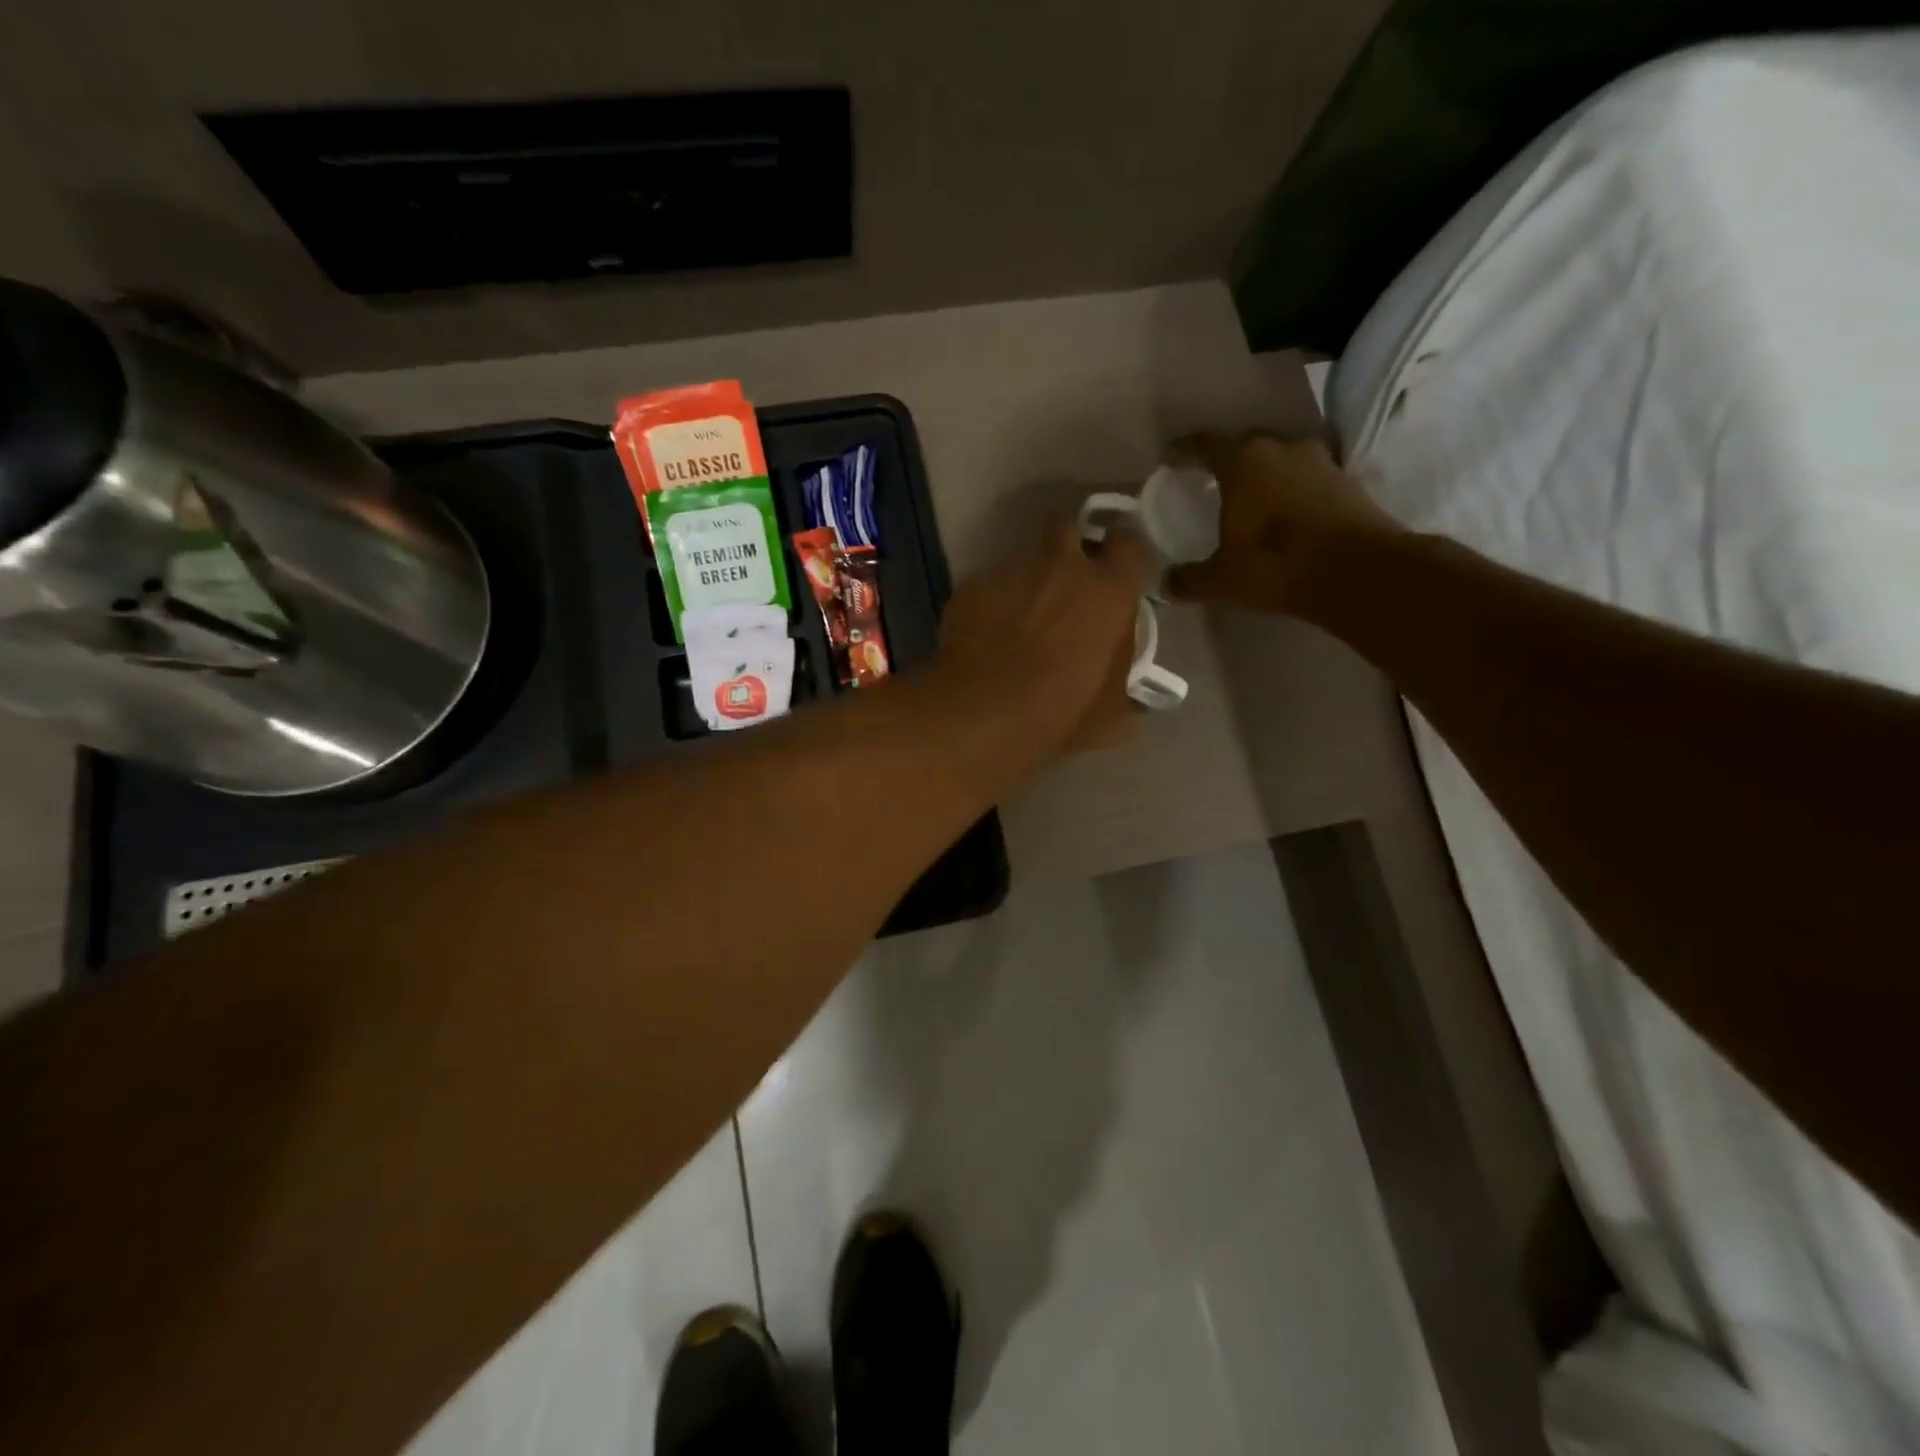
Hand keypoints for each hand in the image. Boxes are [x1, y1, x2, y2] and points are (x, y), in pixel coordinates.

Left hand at [935, 515, 1152, 753]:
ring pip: (1023, 557)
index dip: (1125, 555)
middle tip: (1067, 576)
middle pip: (1067, 524)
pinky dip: (992, 603)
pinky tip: (985, 635)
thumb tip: (1127, 689)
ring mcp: (1011, 571)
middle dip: (1068, 540)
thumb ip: (1122, 684)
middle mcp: (1061, 566)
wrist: (984, 711)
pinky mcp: (971, 586)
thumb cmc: (1061, 710)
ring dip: (1027, 579)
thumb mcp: (1111, 710)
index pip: (1130, 544)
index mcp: (1108, 590)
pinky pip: (988, 586)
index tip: (1120, 574)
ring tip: (1019, 617)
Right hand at [1164, 433, 1402, 614]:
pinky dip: (1290, 491)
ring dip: (1263, 475)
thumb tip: (1166, 584)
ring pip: (1279, 460)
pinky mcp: (1347, 480)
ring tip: (1248, 498)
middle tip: (1209, 481)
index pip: (1204, 444)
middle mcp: (1281, 448)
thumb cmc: (1276, 565)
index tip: (1170, 457)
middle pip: (1245, 445)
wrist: (1358, 572)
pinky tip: (1283, 514)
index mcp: (1243, 461)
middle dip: (1226, 461)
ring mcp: (1319, 461)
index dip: (1184, 450)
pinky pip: (1306, 479)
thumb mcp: (1222, 579)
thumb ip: (1190, 579)